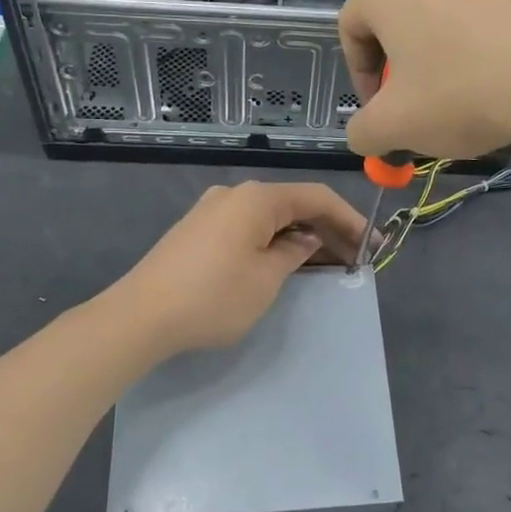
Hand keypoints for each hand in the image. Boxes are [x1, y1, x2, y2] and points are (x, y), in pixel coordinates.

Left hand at [112, 182, 368, 354]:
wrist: (139, 317)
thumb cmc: (212, 297)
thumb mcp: (266, 280)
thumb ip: (295, 253)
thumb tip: (307, 240)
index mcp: (256, 198)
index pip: (316, 197)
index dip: (349, 219)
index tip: (371, 245)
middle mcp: (235, 194)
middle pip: (293, 205)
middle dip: (327, 230)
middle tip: (355, 259)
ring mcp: (213, 211)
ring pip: (270, 217)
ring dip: (301, 237)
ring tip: (328, 264)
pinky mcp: (198, 230)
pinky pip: (249, 227)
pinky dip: (274, 241)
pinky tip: (287, 262)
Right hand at [339, 0, 510, 158]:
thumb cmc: (459, 93)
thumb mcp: (395, 126)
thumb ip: (363, 132)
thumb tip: (363, 136)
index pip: (350, 29)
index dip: (359, 77)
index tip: (378, 112)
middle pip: (395, 22)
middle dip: (398, 70)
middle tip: (413, 109)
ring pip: (437, 21)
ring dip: (435, 61)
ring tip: (455, 102)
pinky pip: (476, 20)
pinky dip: (472, 52)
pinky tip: (491, 88)